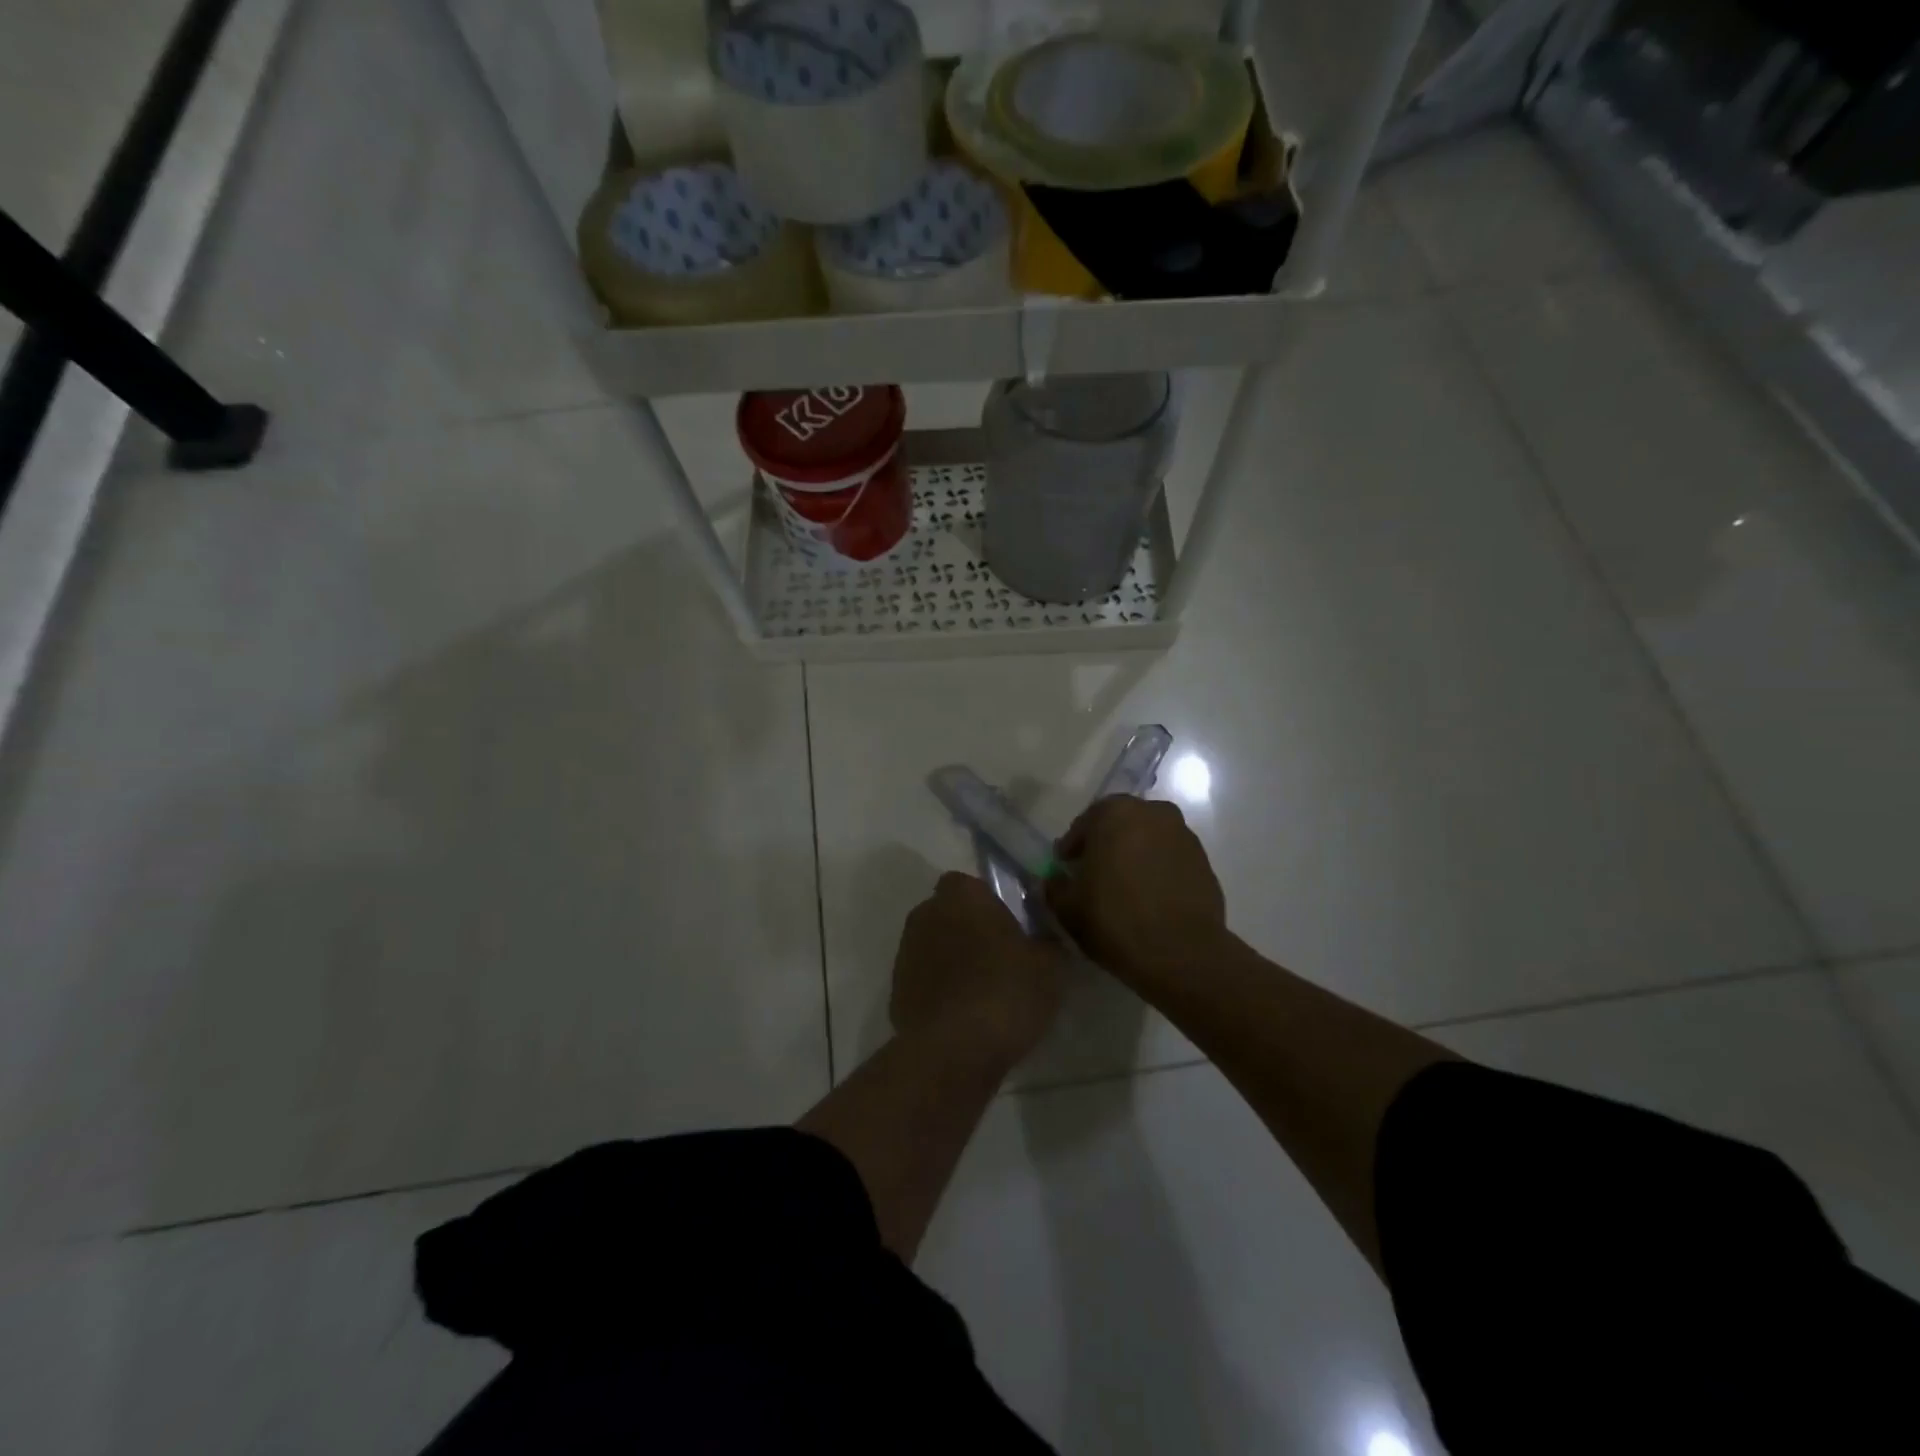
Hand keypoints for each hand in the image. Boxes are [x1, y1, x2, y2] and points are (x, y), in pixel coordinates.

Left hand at [891, 872, 1066, 1067]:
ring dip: (952, 960)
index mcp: (961, 896)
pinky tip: (962, 1017)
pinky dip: (939, 991)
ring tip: (982, 993)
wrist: (954, 1050)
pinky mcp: (895, 990)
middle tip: (998, 958)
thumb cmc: (1006, 991)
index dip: (988, 902)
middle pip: (949, 913)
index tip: (1009, 926)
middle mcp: (926, 914)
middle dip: (968, 930)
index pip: (970, 884)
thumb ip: (1047, 942)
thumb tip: (1044, 939)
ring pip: (934, 946)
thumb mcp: (1050, 966)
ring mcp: (905, 953)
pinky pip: (924, 981)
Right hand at [1047, 796, 1226, 984]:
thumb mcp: (1067, 906)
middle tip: (1094, 875)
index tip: (1066, 868)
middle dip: (1106, 845)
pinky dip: (1158, 871)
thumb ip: (1055, 886)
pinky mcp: (1205, 862)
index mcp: (1116, 813)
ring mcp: (1184, 836)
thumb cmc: (1115, 919)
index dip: (1073, 846)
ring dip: (1135, 856)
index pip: (1086, 822)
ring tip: (1124, 889)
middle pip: (1121, 825)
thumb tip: (1057, 880)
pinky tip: (1149, 900)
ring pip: (1149, 840)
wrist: (1181, 953)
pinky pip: (1170, 860)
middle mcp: (1154, 813)